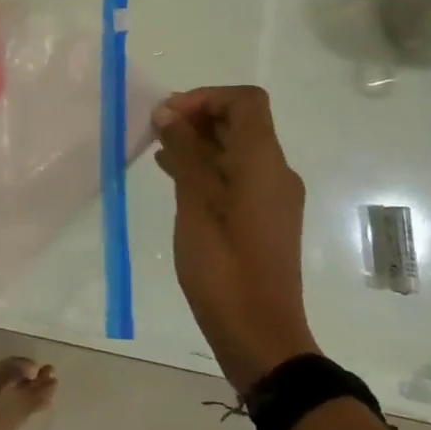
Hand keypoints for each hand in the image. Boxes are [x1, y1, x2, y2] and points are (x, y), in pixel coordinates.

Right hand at [153, 85, 315, 393]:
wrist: (259, 332)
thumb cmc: (223, 266)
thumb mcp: (195, 204)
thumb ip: (184, 153)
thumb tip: (169, 113)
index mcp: (263, 162)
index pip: (244, 101)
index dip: (205, 97)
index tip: (168, 115)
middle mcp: (275, 171)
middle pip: (242, 122)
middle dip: (197, 116)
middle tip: (155, 131)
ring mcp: (272, 196)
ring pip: (237, 149)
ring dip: (199, 141)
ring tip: (157, 150)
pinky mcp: (264, 217)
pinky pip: (237, 175)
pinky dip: (207, 166)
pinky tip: (173, 177)